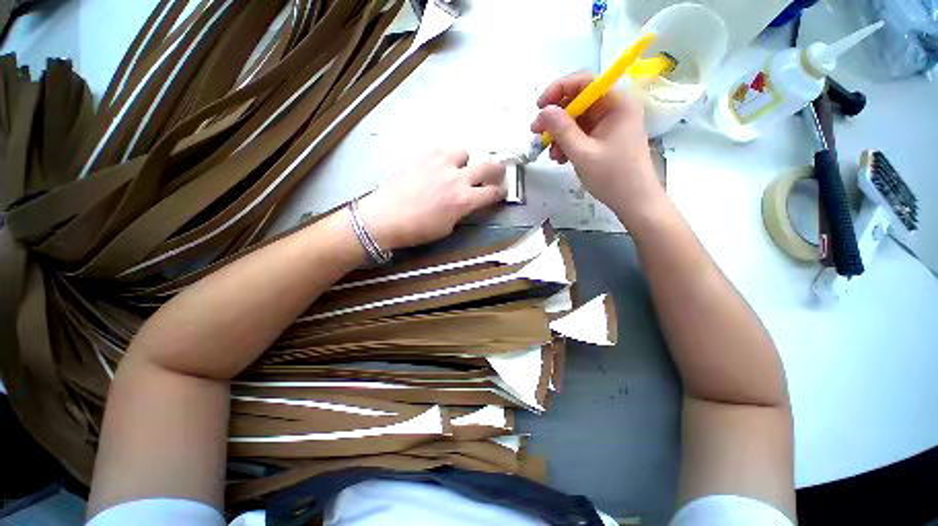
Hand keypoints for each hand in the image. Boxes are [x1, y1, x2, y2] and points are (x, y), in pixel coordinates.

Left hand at [356, 149, 506, 249]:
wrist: (385, 217)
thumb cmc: (417, 229)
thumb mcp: (447, 227)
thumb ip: (461, 211)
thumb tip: (465, 202)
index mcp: (464, 200)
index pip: (492, 193)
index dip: (500, 193)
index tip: (501, 192)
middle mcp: (457, 178)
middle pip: (488, 166)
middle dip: (497, 170)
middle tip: (498, 172)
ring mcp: (440, 162)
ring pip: (464, 152)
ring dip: (465, 162)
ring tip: (456, 169)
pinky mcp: (424, 154)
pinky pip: (442, 149)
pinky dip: (445, 157)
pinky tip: (437, 165)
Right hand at [531, 70, 665, 225]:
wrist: (633, 201)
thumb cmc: (611, 176)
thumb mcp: (582, 153)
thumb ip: (561, 130)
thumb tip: (543, 111)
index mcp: (616, 103)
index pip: (584, 82)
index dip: (558, 90)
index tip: (538, 107)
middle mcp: (614, 108)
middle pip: (578, 102)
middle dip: (555, 118)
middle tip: (536, 133)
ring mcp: (610, 125)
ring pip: (577, 120)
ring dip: (559, 135)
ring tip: (551, 155)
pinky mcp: (605, 139)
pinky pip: (581, 134)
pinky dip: (568, 144)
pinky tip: (560, 159)